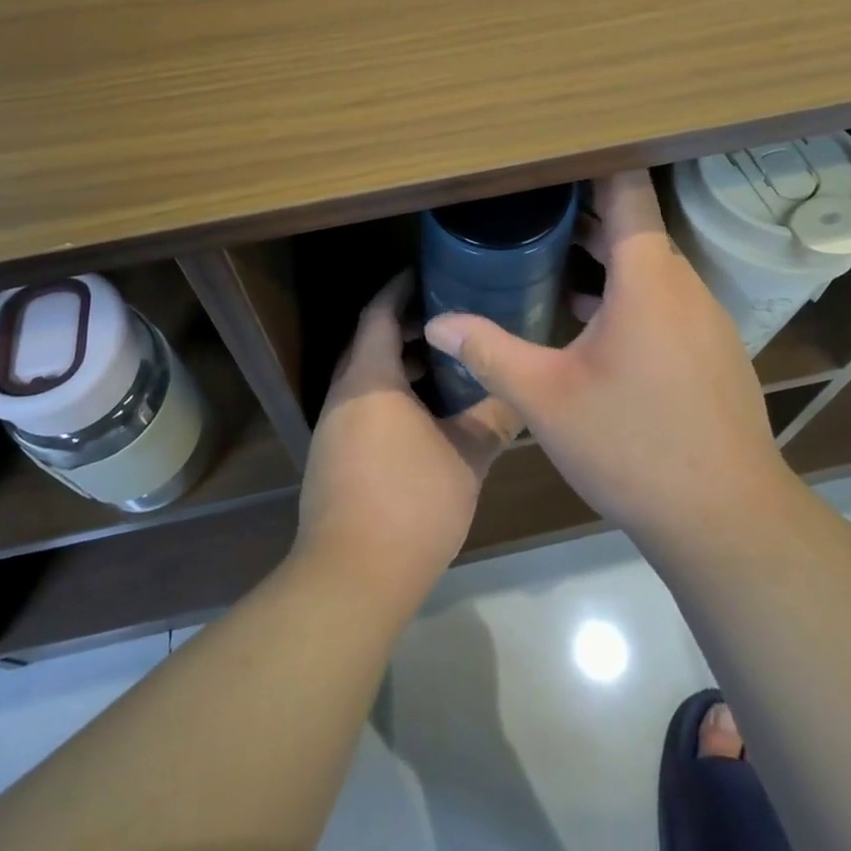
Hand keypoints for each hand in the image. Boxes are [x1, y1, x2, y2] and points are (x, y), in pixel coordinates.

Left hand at [294, 272, 521, 609]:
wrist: (351, 576)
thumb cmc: (411, 503)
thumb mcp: (465, 458)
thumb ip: (492, 420)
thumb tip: (519, 397)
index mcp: (370, 379)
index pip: (380, 314)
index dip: (400, 289)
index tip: (427, 274)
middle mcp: (344, 394)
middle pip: (370, 342)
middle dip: (405, 326)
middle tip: (448, 319)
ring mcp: (333, 427)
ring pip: (366, 377)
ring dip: (399, 364)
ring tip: (443, 364)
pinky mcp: (332, 456)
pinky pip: (362, 405)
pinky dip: (390, 394)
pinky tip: (424, 415)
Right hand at [423, 171, 792, 552]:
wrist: (726, 520)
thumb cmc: (632, 445)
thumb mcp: (545, 396)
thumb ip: (488, 350)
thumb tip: (436, 321)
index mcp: (647, 277)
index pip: (627, 189)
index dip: (592, 164)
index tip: (551, 157)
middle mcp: (683, 285)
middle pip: (634, 226)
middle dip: (584, 214)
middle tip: (530, 209)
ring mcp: (705, 319)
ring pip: (649, 266)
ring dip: (604, 257)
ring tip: (549, 257)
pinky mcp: (712, 350)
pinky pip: (665, 299)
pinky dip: (627, 291)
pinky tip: (588, 320)